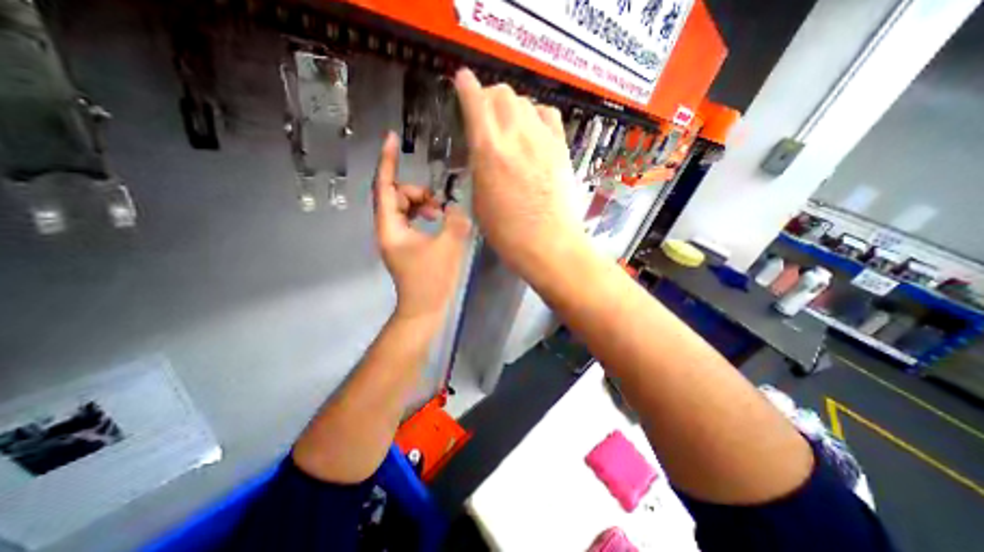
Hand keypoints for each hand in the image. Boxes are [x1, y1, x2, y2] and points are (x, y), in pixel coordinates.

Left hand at [374, 131, 471, 319]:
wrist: (424, 307)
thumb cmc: (431, 280)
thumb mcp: (447, 247)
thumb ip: (454, 221)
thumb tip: (457, 206)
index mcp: (390, 227)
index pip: (384, 187)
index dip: (387, 161)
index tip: (390, 138)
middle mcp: (389, 229)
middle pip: (396, 196)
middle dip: (417, 192)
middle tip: (439, 204)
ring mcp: (397, 237)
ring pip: (405, 208)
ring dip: (423, 204)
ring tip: (440, 213)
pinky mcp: (407, 244)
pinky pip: (412, 219)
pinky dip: (424, 215)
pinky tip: (438, 221)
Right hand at [451, 69, 582, 275]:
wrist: (549, 244)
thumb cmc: (507, 232)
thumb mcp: (479, 201)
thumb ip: (478, 168)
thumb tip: (481, 151)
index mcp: (488, 150)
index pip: (474, 100)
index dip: (465, 85)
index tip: (462, 82)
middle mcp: (515, 135)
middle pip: (502, 93)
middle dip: (489, 97)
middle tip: (485, 115)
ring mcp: (542, 140)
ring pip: (525, 101)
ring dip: (512, 107)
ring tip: (508, 125)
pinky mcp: (561, 148)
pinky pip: (548, 115)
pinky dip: (536, 115)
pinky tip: (532, 130)